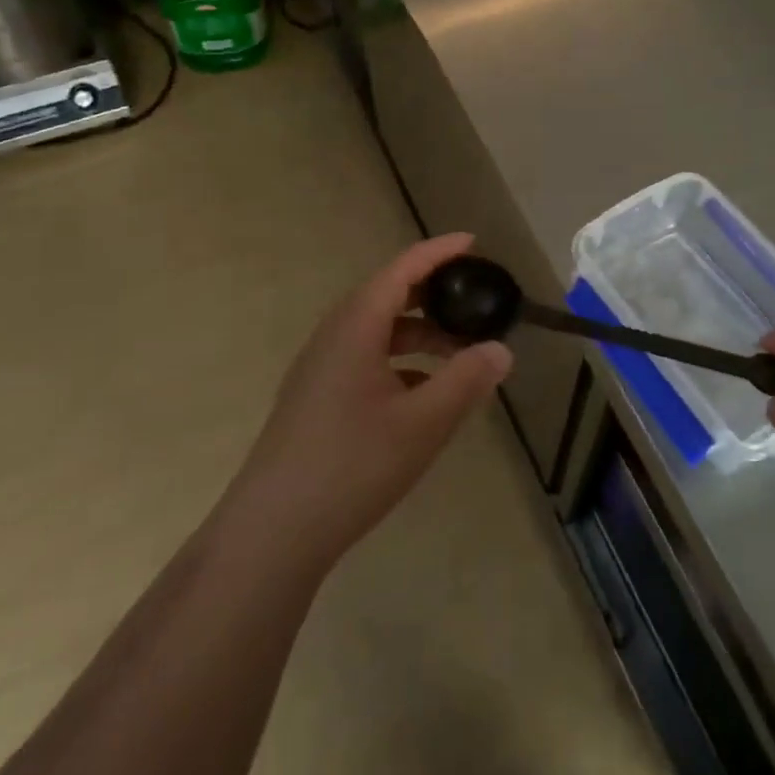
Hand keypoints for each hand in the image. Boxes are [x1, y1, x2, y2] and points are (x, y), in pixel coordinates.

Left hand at [236, 234, 512, 569]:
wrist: (273, 532)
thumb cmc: (352, 466)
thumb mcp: (423, 423)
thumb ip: (466, 381)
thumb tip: (502, 349)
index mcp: (356, 326)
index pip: (402, 270)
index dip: (438, 252)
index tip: (473, 242)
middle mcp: (334, 336)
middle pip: (388, 295)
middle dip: (434, 294)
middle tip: (474, 299)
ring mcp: (320, 368)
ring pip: (377, 331)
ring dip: (419, 333)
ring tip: (459, 353)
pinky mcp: (316, 397)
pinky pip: (365, 358)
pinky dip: (400, 361)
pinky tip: (424, 394)